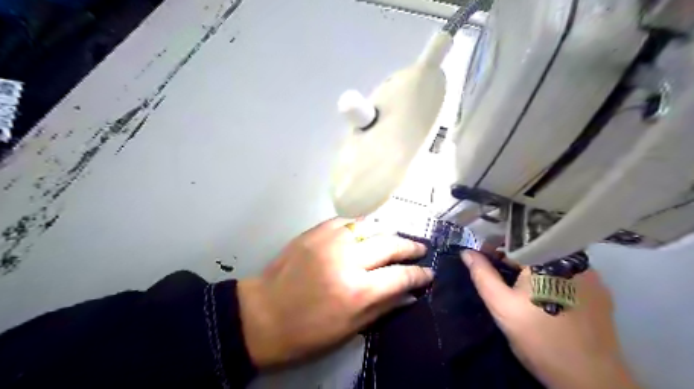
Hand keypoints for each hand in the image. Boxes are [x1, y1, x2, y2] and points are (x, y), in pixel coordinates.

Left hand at [239, 219, 431, 367]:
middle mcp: (348, 260)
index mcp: (357, 291)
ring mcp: (330, 241)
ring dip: (387, 233)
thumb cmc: (306, 332)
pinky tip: (365, 232)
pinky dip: (361, 227)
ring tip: (396, 240)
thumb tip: (409, 294)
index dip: (419, 275)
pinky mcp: (315, 232)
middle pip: (390, 244)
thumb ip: (383, 308)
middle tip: (420, 249)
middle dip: (410, 247)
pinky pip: (346, 222)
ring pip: (370, 227)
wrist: (262, 314)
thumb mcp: (349, 329)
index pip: (400, 276)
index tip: (429, 273)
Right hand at [460, 251, 638, 386]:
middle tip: (498, 277)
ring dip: (531, 268)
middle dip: (511, 259)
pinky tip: (543, 297)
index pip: (514, 239)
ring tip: (519, 289)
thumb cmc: (539, 338)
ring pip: (550, 260)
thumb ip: (482, 275)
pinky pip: (567, 274)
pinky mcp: (601, 291)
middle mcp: (573, 259)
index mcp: (547, 257)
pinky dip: (550, 278)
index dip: (493, 246)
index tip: (482, 260)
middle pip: (533, 248)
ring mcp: (591, 275)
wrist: (590, 380)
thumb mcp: (501, 305)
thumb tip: (467, 252)